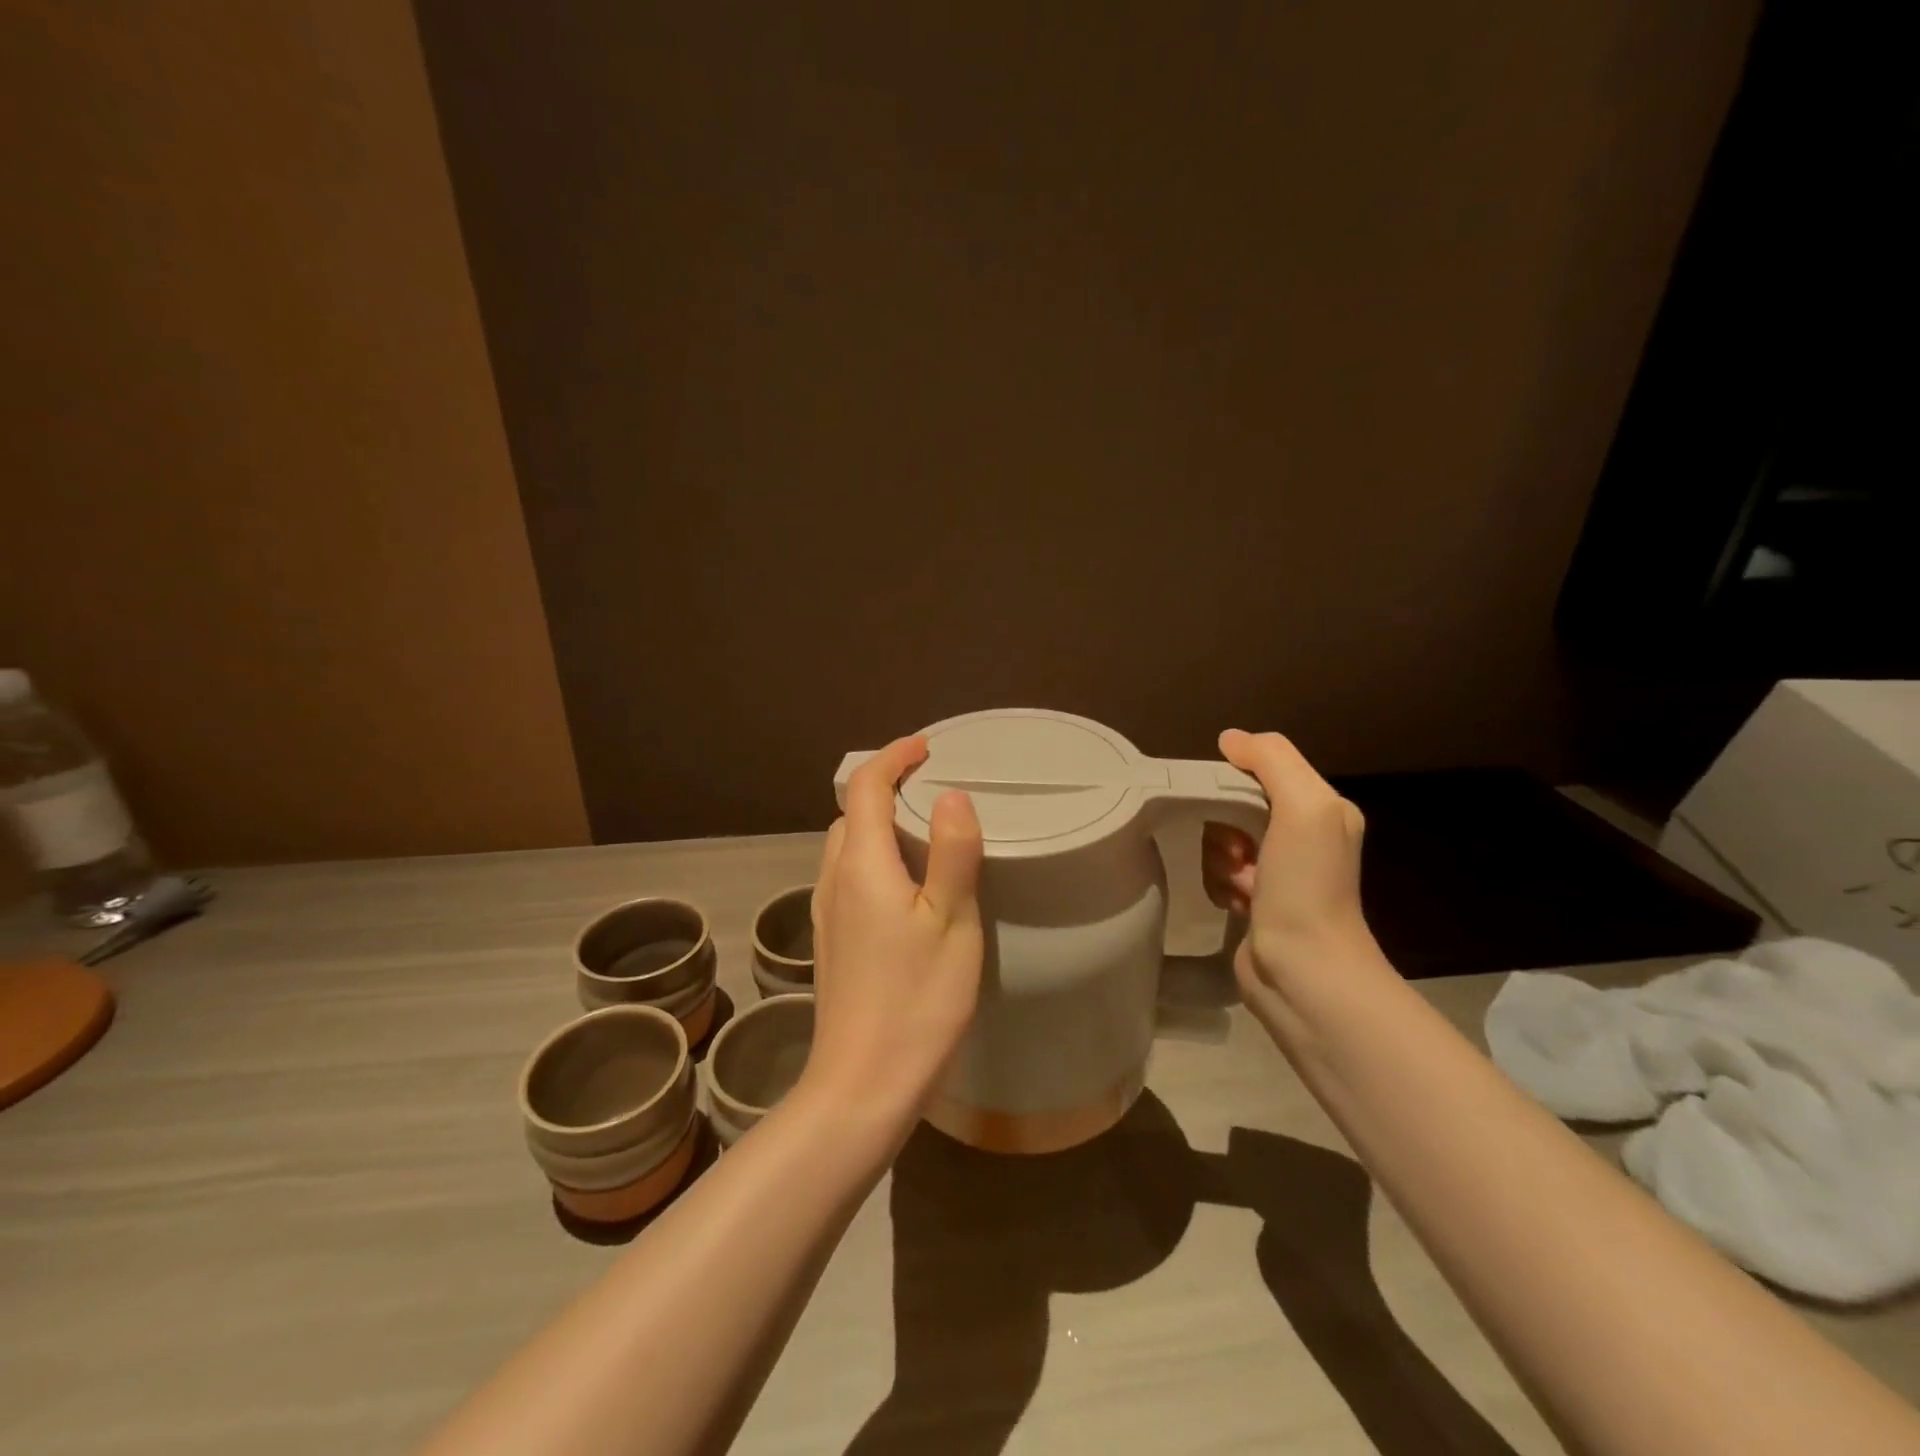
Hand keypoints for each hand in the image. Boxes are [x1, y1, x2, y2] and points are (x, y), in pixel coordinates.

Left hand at [801, 735, 984, 1133]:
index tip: (926, 747)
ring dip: (877, 823)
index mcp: (862, 866)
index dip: (893, 757)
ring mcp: (827, 914)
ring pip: (846, 847)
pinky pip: (848, 877)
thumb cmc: (916, 1001)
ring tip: (923, 831)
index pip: (865, 787)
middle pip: (851, 814)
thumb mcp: (951, 923)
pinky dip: (873, 857)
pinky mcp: (832, 942)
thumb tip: (951, 795)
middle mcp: (834, 880)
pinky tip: (905, 887)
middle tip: (932, 787)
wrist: (862, 1085)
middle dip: (885, 787)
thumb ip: (952, 852)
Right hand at [1202, 729, 1374, 1015]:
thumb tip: (1230, 738)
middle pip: (1234, 805)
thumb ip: (1271, 760)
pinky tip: (1236, 904)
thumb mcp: (1304, 806)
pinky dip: (1219, 885)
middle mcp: (1301, 836)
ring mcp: (1276, 872)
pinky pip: (1216, 873)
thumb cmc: (1306, 885)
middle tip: (1239, 853)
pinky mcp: (1253, 901)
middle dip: (1225, 827)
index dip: (1235, 780)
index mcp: (1320, 808)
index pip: (1262, 769)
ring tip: (1242, 886)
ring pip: (1219, 840)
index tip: (1226, 803)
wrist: (1304, 971)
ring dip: (1220, 860)